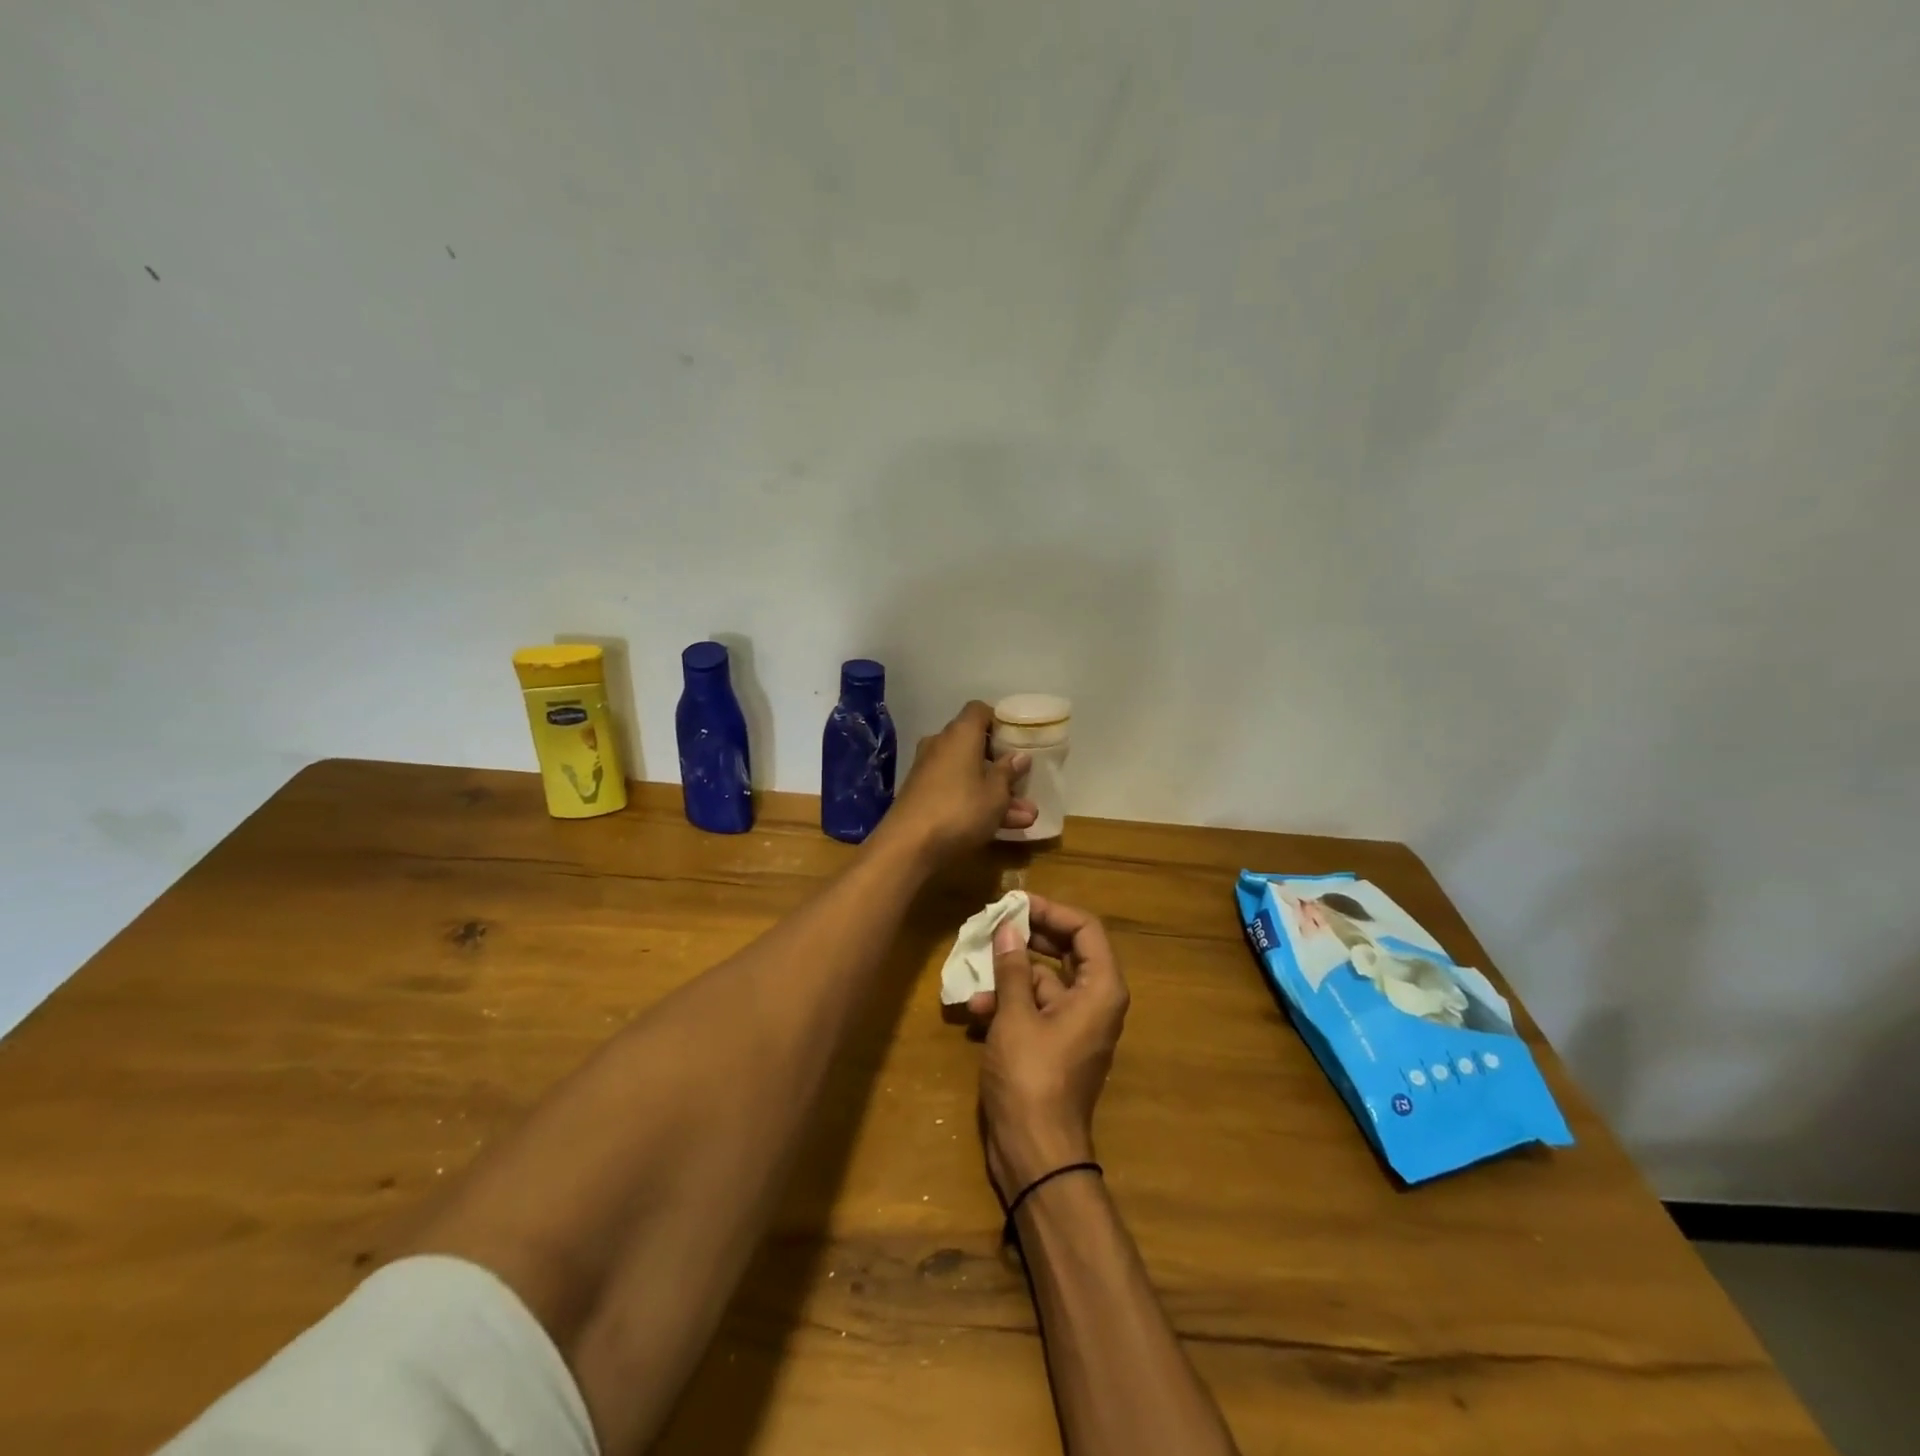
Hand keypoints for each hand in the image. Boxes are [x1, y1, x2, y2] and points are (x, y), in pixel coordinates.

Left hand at [875, 701, 1035, 863]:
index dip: (999, 721)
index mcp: (960, 734)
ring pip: (968, 774)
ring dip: (995, 793)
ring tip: (1025, 818)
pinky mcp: (921, 795)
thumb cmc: (959, 810)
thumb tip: (1019, 756)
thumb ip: (1009, 773)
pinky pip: (956, 791)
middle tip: (1025, 784)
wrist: (907, 846)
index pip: (979, 711)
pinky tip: (1001, 828)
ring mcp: (928, 771)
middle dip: (1002, 767)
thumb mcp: (995, 794)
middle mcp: (941, 745)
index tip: (1017, 740)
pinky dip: (976, 804)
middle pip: (975, 745)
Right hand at [976, 897, 1129, 1195]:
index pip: (1085, 929)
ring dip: (1009, 976)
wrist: (1036, 1152)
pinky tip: (976, 1010)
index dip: (1051, 911)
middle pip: (1066, 951)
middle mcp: (1095, 1001)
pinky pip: (1036, 1008)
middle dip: (1027, 939)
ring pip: (1044, 980)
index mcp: (1100, 989)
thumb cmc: (1032, 1078)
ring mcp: (1076, 1024)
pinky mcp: (1056, 1044)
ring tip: (975, 972)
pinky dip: (1009, 1004)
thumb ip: (1012, 968)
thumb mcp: (1016, 1016)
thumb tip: (1008, 928)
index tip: (1016, 903)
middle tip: (994, 924)